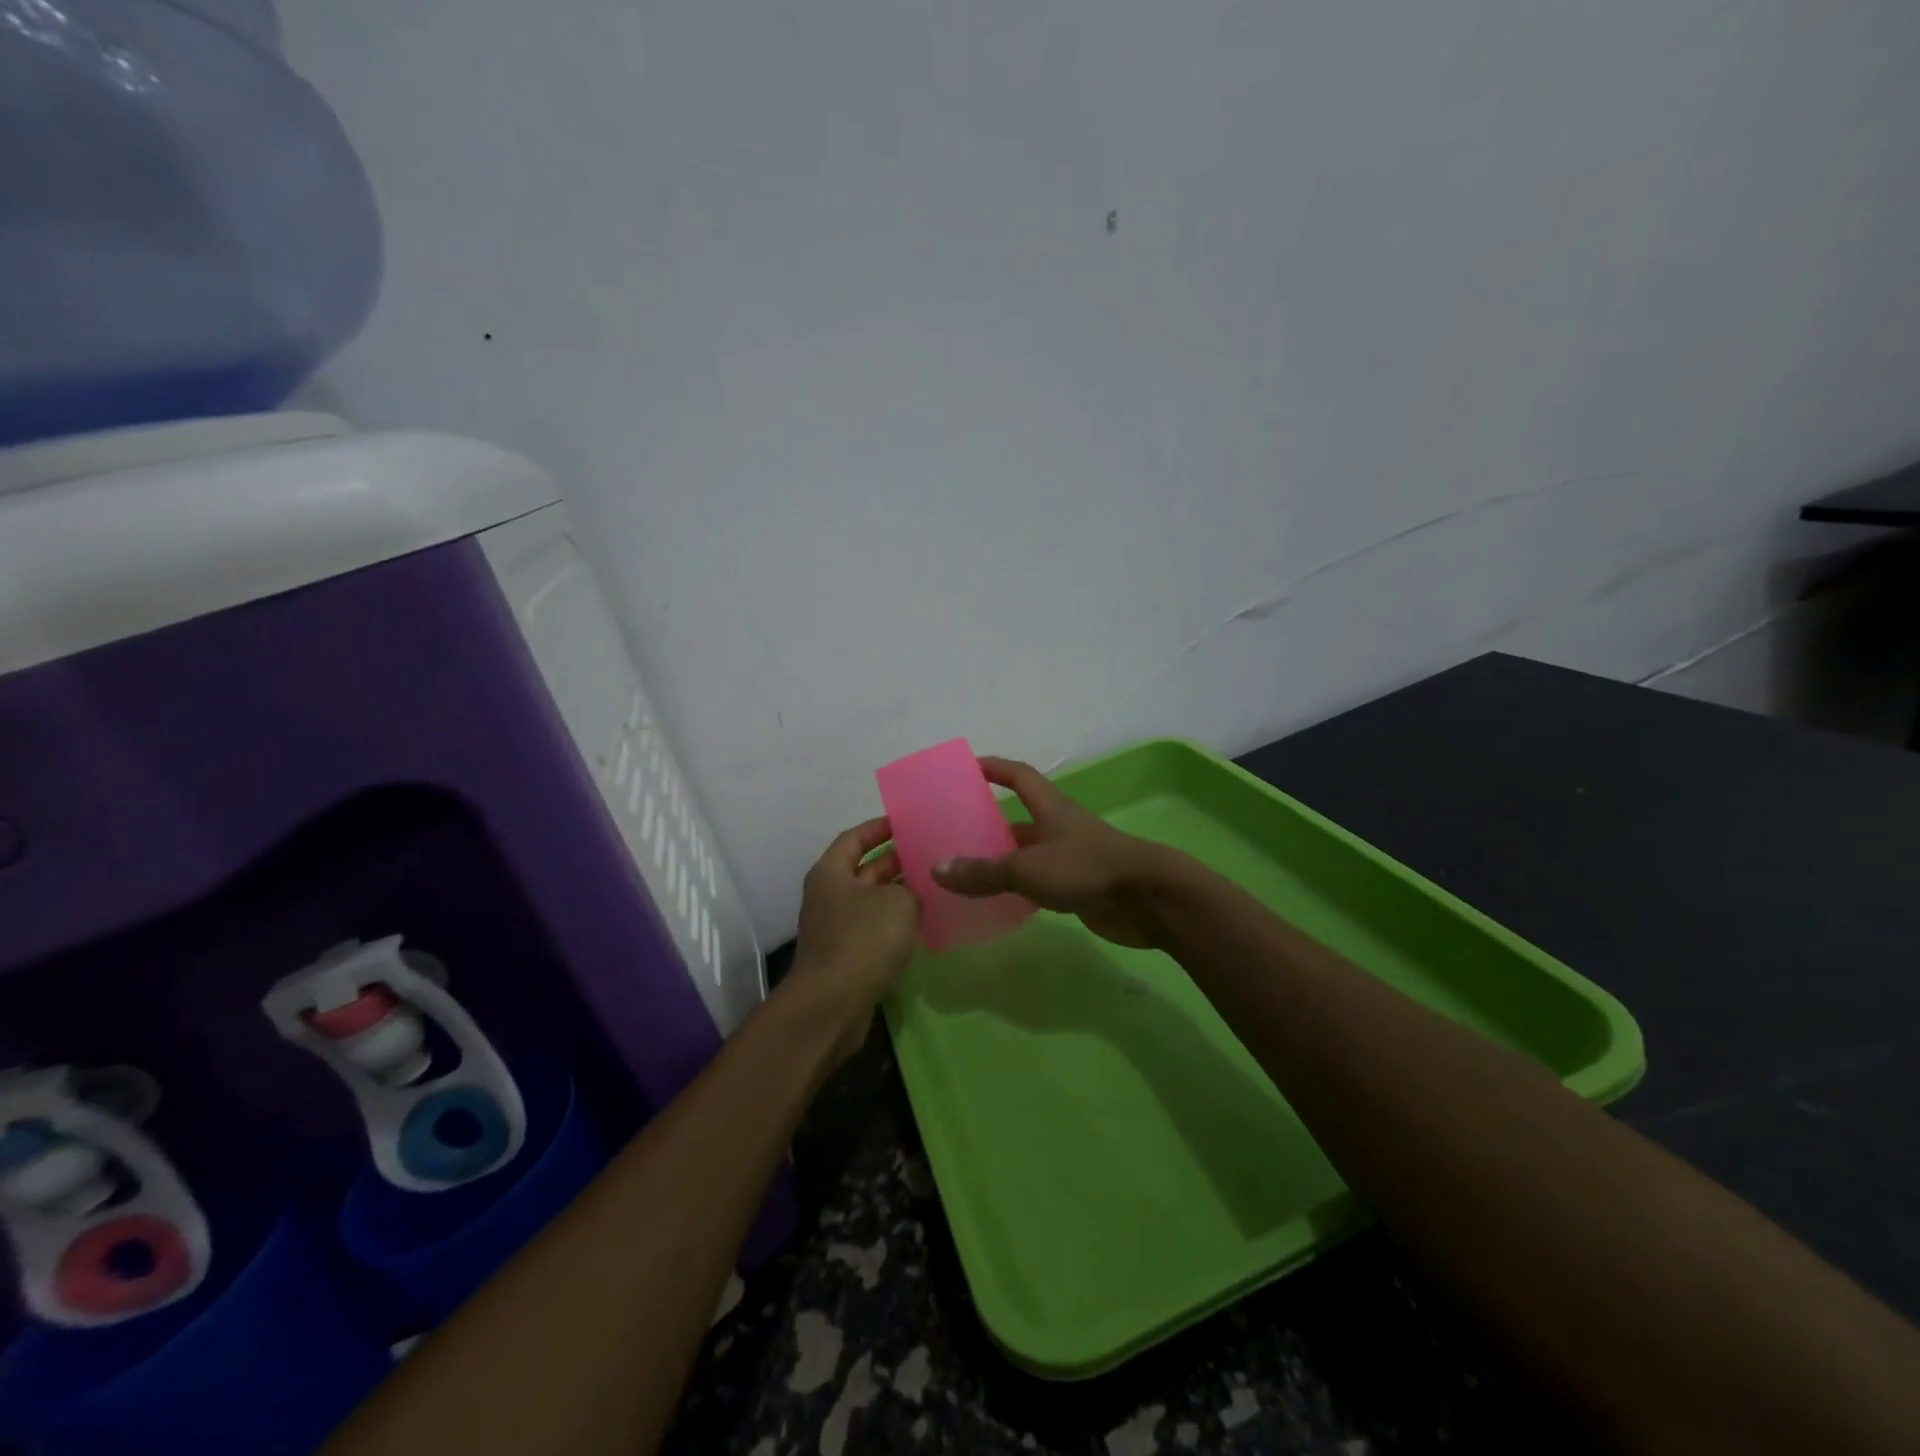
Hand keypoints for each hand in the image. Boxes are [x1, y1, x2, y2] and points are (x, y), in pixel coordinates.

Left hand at [789, 817, 920, 1056]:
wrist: (833, 1003)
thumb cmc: (863, 939)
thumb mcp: (898, 903)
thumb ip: (910, 889)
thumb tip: (911, 894)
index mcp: (831, 872)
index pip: (855, 838)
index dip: (880, 828)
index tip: (907, 822)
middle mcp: (828, 895)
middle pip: (863, 869)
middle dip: (894, 860)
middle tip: (928, 852)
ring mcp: (835, 926)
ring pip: (870, 900)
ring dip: (897, 892)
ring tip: (932, 884)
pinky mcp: (845, 955)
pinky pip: (872, 927)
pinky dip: (894, 920)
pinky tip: (921, 921)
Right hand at [930, 757, 1180, 948]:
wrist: (1148, 899)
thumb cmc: (1087, 868)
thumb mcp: (1028, 868)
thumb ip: (984, 872)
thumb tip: (937, 869)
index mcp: (1050, 808)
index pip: (1019, 776)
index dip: (995, 768)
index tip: (968, 766)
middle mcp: (1059, 828)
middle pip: (1018, 820)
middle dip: (989, 824)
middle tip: (952, 834)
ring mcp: (1070, 859)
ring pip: (1027, 855)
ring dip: (1000, 861)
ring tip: (963, 872)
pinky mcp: (1078, 888)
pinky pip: (1038, 884)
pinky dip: (1016, 890)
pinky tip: (994, 902)